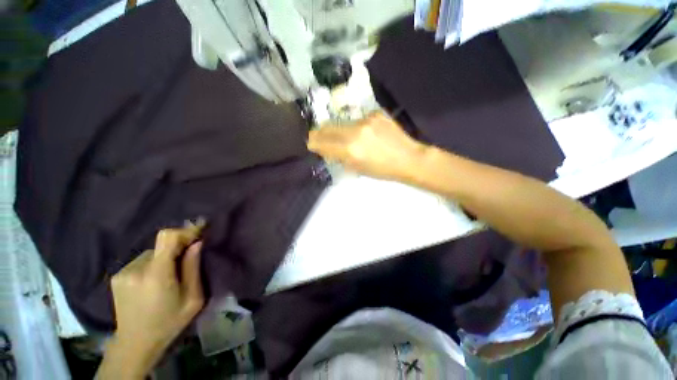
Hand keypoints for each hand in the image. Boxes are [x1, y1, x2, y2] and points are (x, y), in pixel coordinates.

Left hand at [98, 222, 205, 378]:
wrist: (137, 341)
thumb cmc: (168, 325)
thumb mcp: (191, 304)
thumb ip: (193, 272)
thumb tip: (196, 244)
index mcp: (157, 274)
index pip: (167, 237)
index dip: (182, 231)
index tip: (196, 232)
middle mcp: (138, 266)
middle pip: (158, 249)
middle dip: (170, 256)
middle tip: (177, 276)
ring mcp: (124, 269)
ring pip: (147, 257)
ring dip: (156, 265)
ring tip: (158, 288)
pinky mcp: (117, 274)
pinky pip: (136, 265)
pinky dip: (144, 273)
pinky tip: (145, 291)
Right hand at [308, 112, 428, 180]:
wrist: (409, 158)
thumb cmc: (384, 170)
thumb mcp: (358, 169)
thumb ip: (339, 157)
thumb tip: (326, 149)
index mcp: (349, 149)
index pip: (321, 142)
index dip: (313, 143)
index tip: (311, 143)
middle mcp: (354, 132)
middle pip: (326, 127)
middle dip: (320, 133)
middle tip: (319, 137)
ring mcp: (365, 120)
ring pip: (342, 122)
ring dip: (340, 129)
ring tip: (349, 138)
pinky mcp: (375, 114)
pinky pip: (358, 119)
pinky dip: (358, 126)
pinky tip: (368, 134)